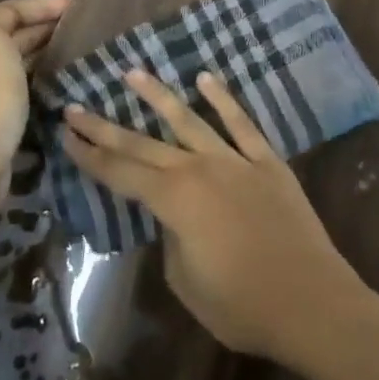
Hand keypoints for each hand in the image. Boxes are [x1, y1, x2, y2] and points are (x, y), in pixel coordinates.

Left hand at [0, 0, 67, 200]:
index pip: (8, 10)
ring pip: (18, 58)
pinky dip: (40, 74)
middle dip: (43, 26)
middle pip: (12, 33)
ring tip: (76, 50)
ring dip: (43, 50)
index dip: (39, 6)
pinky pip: (23, 82)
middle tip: (80, 27)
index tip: (72, 7)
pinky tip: (58, 80)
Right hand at [61, 70, 376, 367]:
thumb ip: (172, 240)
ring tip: (132, 73)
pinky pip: (241, 123)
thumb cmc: (243, 306)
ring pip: (188, 119)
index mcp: (174, 202)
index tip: (65, 134)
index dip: (90, 156)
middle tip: (75, 106)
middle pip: (143, 144)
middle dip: (105, 126)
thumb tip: (174, 219)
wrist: (312, 303)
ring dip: (158, 96)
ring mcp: (234, 160)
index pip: (121, 173)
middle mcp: (198, 169)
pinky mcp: (266, 161)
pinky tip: (205, 78)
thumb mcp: (187, 282)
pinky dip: (223, 99)